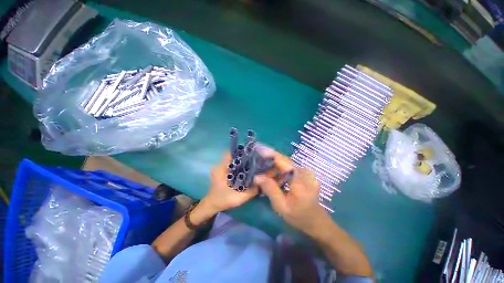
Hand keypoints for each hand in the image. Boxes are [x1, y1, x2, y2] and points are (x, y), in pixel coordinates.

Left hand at [201, 151, 258, 213]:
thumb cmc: (221, 201)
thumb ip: (250, 192)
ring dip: (242, 161)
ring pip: (234, 160)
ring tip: (253, 163)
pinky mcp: (223, 171)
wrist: (211, 206)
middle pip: (233, 156)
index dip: (240, 151)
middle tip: (255, 159)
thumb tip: (262, 183)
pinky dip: (240, 166)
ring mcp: (221, 168)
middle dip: (244, 156)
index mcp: (221, 169)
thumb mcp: (237, 199)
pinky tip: (247, 170)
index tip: (250, 153)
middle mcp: (220, 165)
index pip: (229, 153)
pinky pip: (233, 165)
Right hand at [254, 151, 330, 235]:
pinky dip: (279, 171)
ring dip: (273, 168)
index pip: (282, 160)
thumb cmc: (300, 217)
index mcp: (299, 178)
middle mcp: (303, 171)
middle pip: (283, 160)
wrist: (317, 222)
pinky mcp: (304, 174)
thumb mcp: (282, 206)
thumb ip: (270, 189)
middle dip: (269, 162)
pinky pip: (288, 168)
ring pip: (285, 164)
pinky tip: (273, 179)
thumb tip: (257, 176)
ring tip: (263, 176)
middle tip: (257, 168)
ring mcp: (305, 172)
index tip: (257, 152)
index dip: (269, 154)